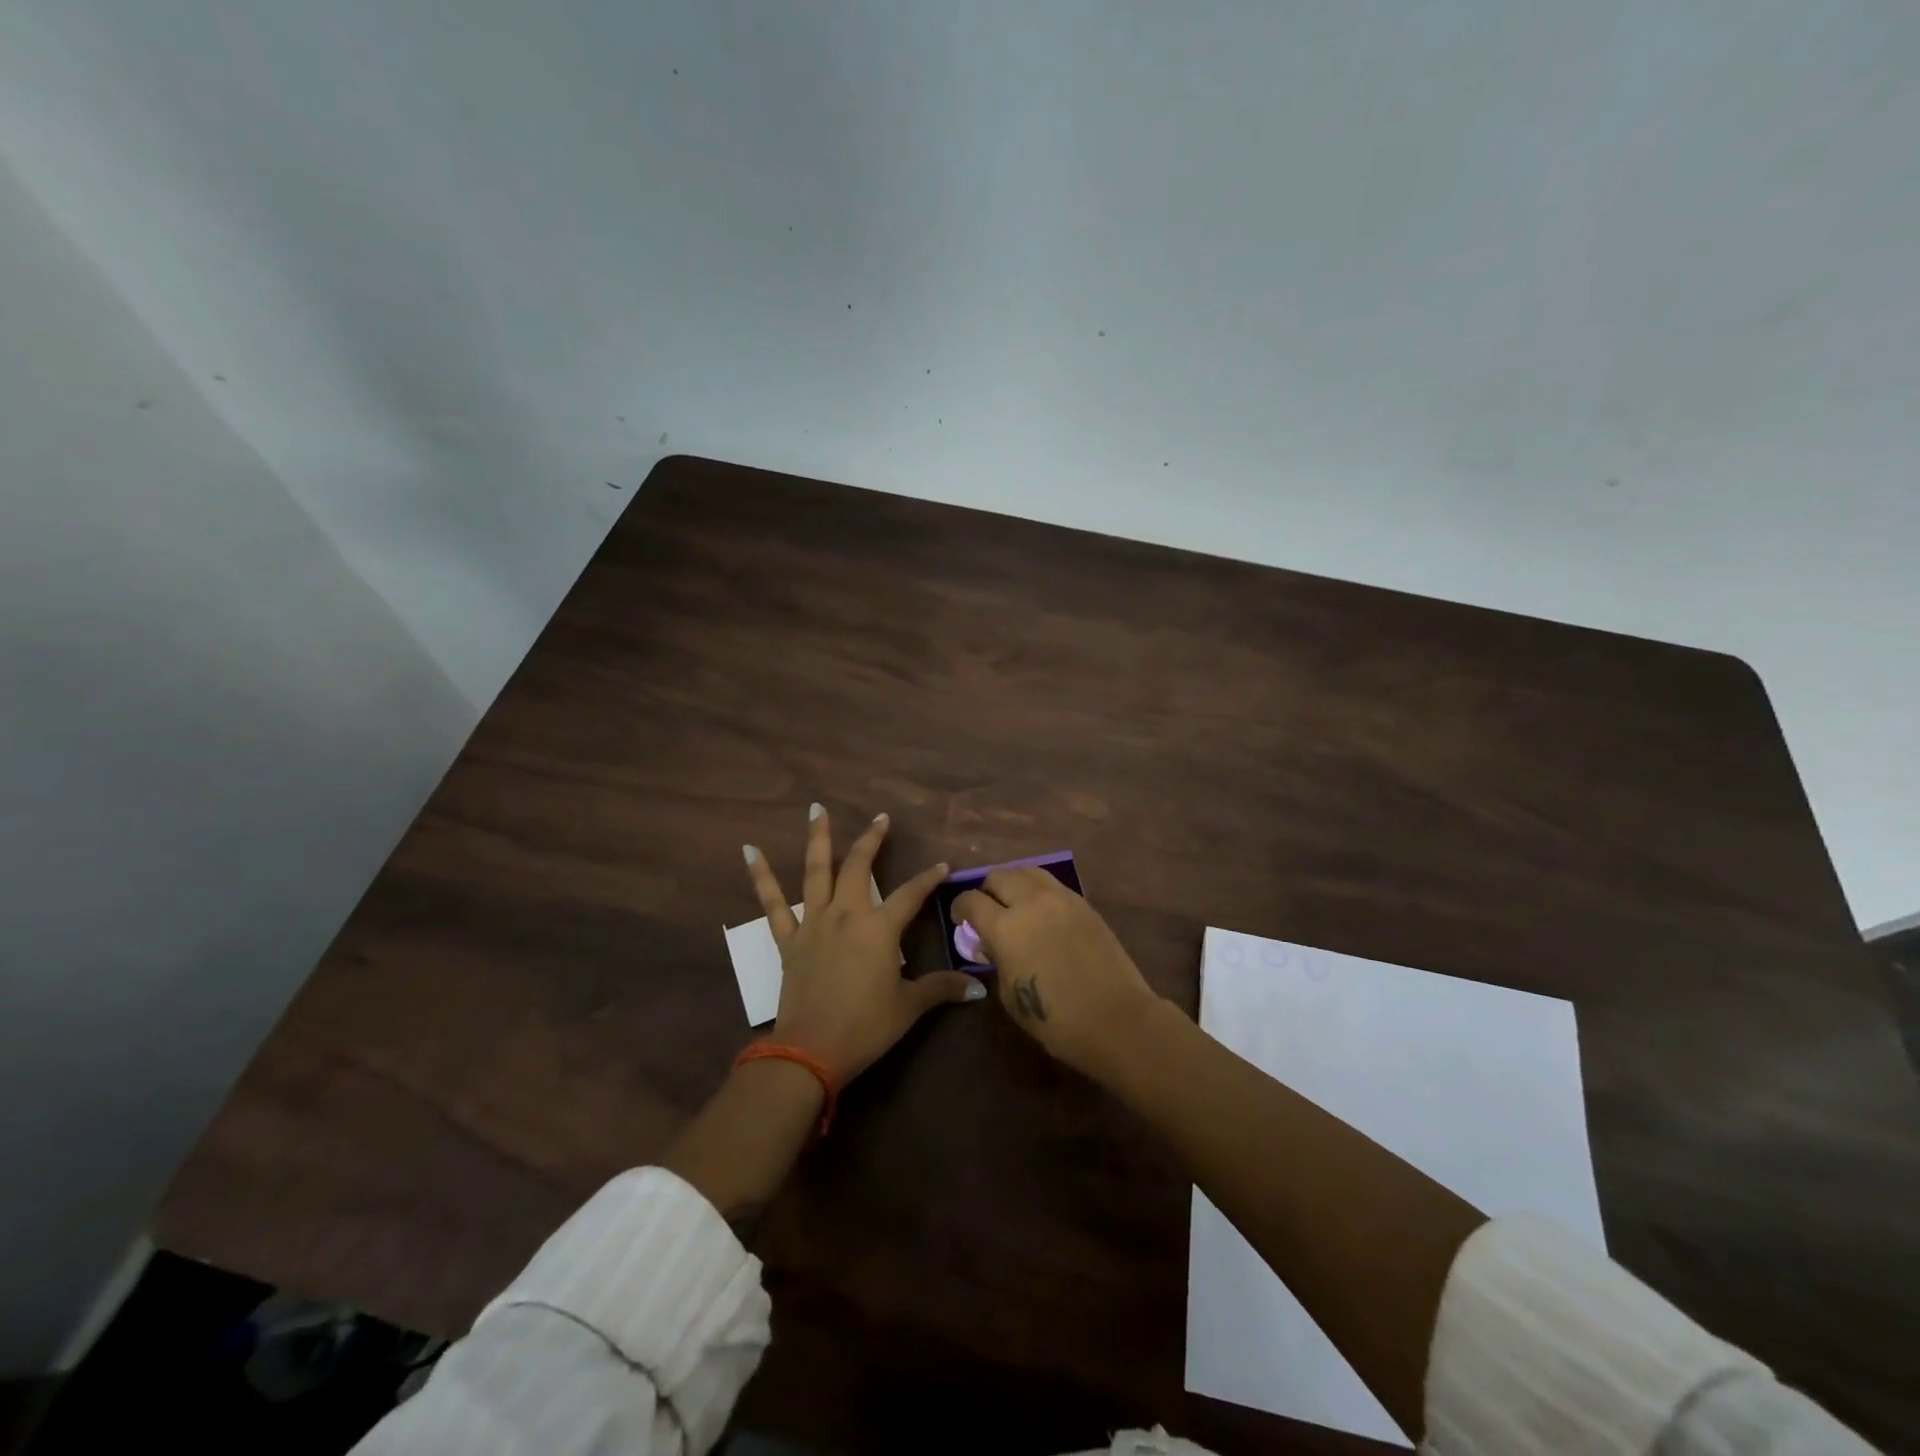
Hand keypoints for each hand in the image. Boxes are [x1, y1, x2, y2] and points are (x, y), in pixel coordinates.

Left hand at [744, 804, 984, 1084]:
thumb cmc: (866, 1027)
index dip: (928, 878)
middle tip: (881, 818)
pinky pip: (772, 904)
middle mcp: (846, 915)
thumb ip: (942, 989)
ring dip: (818, 839)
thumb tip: (978, 989)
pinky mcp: (789, 940)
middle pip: (859, 867)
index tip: (942, 865)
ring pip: (816, 872)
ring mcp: (814, 923)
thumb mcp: (909, 1007)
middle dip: (872, 840)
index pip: (911, 894)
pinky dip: (761, 877)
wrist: (811, 1051)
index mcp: (879, 928)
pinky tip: (750, 851)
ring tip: (817, 809)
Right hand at [953, 868, 1163, 1079]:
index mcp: (1006, 927)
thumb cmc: (1056, 1019)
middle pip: (999, 876)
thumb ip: (996, 961)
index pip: (971, 901)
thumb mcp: (1010, 996)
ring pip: (1028, 871)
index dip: (960, 909)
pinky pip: (1053, 884)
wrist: (1116, 1018)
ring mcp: (1062, 898)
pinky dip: (1039, 891)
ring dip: (1014, 883)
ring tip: (1015, 904)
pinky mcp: (1084, 904)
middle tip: (988, 911)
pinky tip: (1042, 913)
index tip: (961, 921)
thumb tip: (991, 944)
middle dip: (986, 891)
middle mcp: (1031, 902)